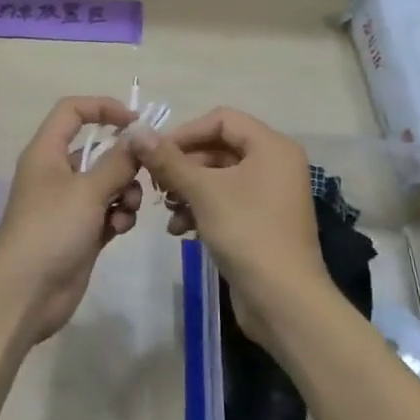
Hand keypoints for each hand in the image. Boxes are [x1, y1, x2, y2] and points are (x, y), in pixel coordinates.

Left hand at [0, 97, 145, 344]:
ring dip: (124, 193)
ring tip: (124, 211)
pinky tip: (117, 231)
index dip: (103, 108)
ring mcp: (68, 204)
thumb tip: (139, 135)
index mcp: (46, 152)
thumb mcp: (87, 190)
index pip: (72, 111)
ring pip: (107, 183)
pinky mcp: (80, 231)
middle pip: (97, 150)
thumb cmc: (51, 230)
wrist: (26, 292)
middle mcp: (56, 173)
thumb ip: (118, 161)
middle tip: (144, 173)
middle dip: (124, 161)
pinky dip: (117, 217)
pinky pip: (107, 212)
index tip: (136, 122)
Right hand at [128, 109, 333, 346]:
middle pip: (218, 148)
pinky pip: (225, 201)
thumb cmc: (247, 233)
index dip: (186, 132)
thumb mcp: (202, 191)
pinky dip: (201, 209)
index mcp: (271, 147)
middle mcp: (274, 164)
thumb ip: (168, 159)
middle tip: (154, 182)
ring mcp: (269, 194)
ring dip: (187, 189)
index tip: (155, 153)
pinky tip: (180, 229)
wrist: (283, 300)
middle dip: (183, 165)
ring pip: (218, 177)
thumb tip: (136, 130)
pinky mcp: (261, 221)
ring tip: (166, 208)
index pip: (221, 119)